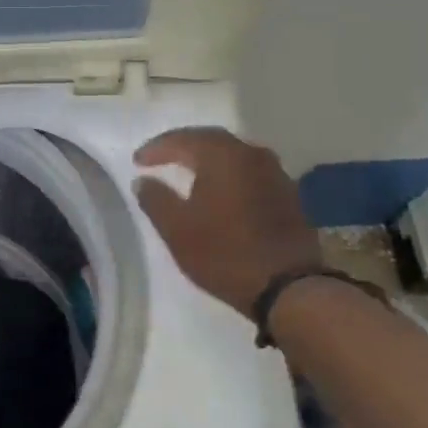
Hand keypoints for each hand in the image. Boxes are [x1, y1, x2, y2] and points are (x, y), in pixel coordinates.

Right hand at [133, 127, 321, 320]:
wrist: (289, 288)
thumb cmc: (224, 253)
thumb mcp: (177, 229)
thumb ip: (156, 199)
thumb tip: (143, 180)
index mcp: (223, 156)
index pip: (183, 139)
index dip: (157, 148)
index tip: (138, 161)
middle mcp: (253, 156)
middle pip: (213, 140)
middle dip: (184, 147)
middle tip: (161, 158)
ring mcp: (276, 175)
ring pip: (235, 156)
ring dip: (210, 160)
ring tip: (190, 172)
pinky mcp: (289, 196)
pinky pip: (251, 174)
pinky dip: (230, 176)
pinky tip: (221, 192)